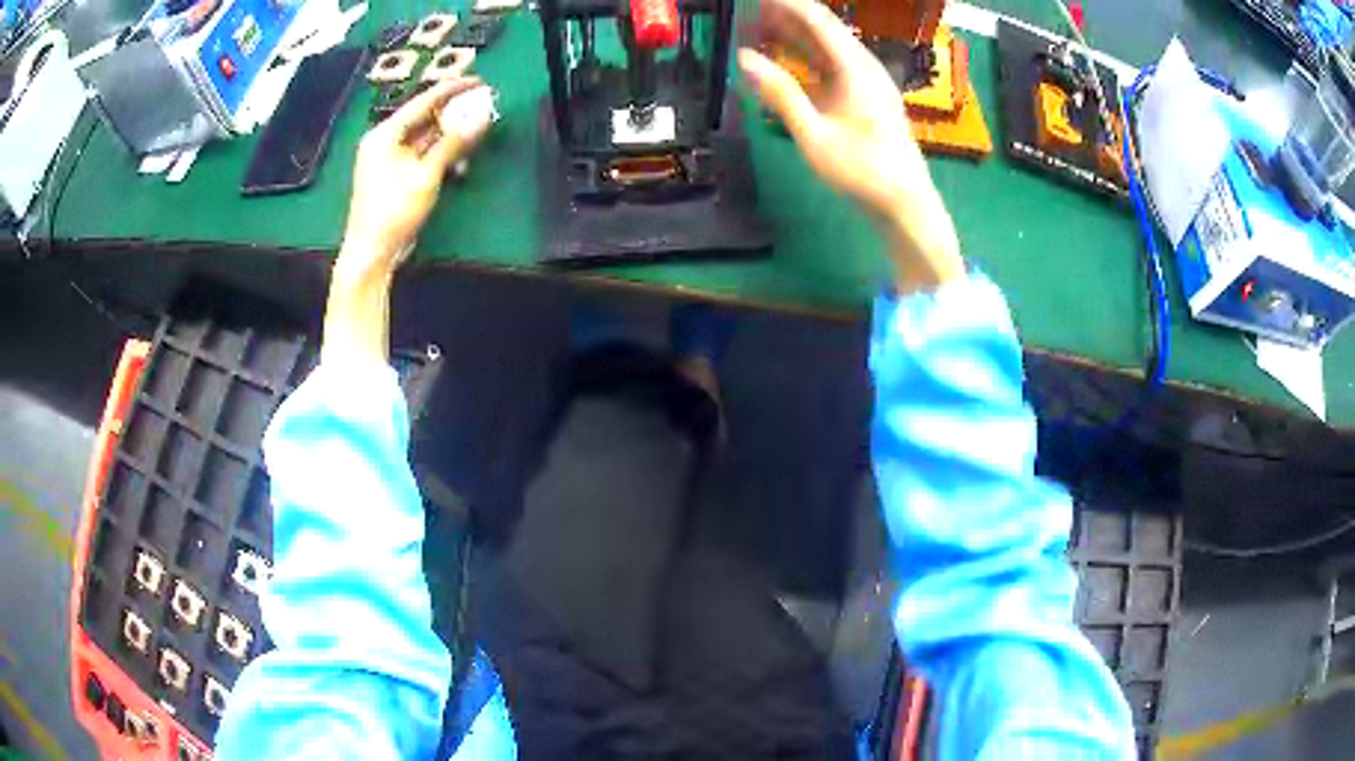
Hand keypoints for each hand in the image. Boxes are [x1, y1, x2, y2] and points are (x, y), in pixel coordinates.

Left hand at [339, 77, 496, 276]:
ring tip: (478, 129)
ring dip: (451, 135)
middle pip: (425, 117)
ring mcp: (389, 160)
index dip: (453, 90)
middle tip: (484, 104)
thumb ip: (453, 143)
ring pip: (426, 137)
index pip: (423, 101)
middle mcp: (385, 141)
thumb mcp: (426, 174)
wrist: (372, 252)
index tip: (479, 81)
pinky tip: (461, 159)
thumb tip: (481, 117)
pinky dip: (442, 154)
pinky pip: (423, 155)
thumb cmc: (393, 211)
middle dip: (455, 112)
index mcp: (385, 134)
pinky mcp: (396, 176)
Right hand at [738, 0, 963, 291]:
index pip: (818, 19)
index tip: (755, 1)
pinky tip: (783, 63)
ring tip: (757, 31)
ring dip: (793, 37)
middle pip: (822, 28)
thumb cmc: (863, 172)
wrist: (905, 203)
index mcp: (856, 68)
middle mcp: (863, 67)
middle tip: (749, 15)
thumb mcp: (815, 135)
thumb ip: (780, 93)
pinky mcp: (865, 98)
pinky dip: (805, 59)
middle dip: (785, 17)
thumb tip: (745, 58)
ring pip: (826, 47)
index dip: (786, 4)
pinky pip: (831, 66)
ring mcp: (866, 82)